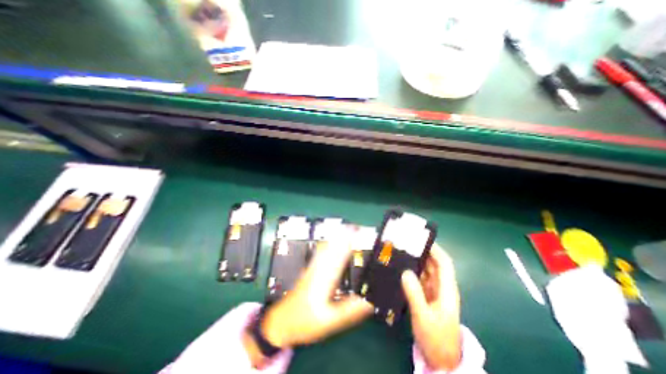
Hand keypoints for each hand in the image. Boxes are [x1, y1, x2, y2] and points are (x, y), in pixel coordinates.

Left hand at [244, 238, 373, 366]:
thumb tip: (368, 301)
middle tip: (356, 227)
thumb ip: (349, 310)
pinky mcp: (310, 269)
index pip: (339, 256)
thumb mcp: (329, 321)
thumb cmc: (305, 321)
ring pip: (325, 247)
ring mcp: (313, 267)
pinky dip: (328, 243)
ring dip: (336, 237)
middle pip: (333, 247)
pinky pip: (320, 252)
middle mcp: (319, 268)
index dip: (349, 243)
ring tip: (347, 229)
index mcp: (325, 278)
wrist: (282, 321)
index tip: (358, 234)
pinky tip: (331, 240)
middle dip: (344, 236)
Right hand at [401, 245, 463, 370]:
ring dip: (415, 262)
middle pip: (433, 264)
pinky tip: (400, 269)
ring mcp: (434, 292)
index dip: (435, 250)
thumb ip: (415, 293)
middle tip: (405, 244)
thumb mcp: (424, 316)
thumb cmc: (436, 338)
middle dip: (422, 253)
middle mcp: (441, 287)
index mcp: (446, 289)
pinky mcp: (426, 296)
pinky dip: (412, 272)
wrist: (441, 360)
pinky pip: (419, 279)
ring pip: (426, 271)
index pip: (444, 263)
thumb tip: (405, 272)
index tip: (421, 240)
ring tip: (400, 253)